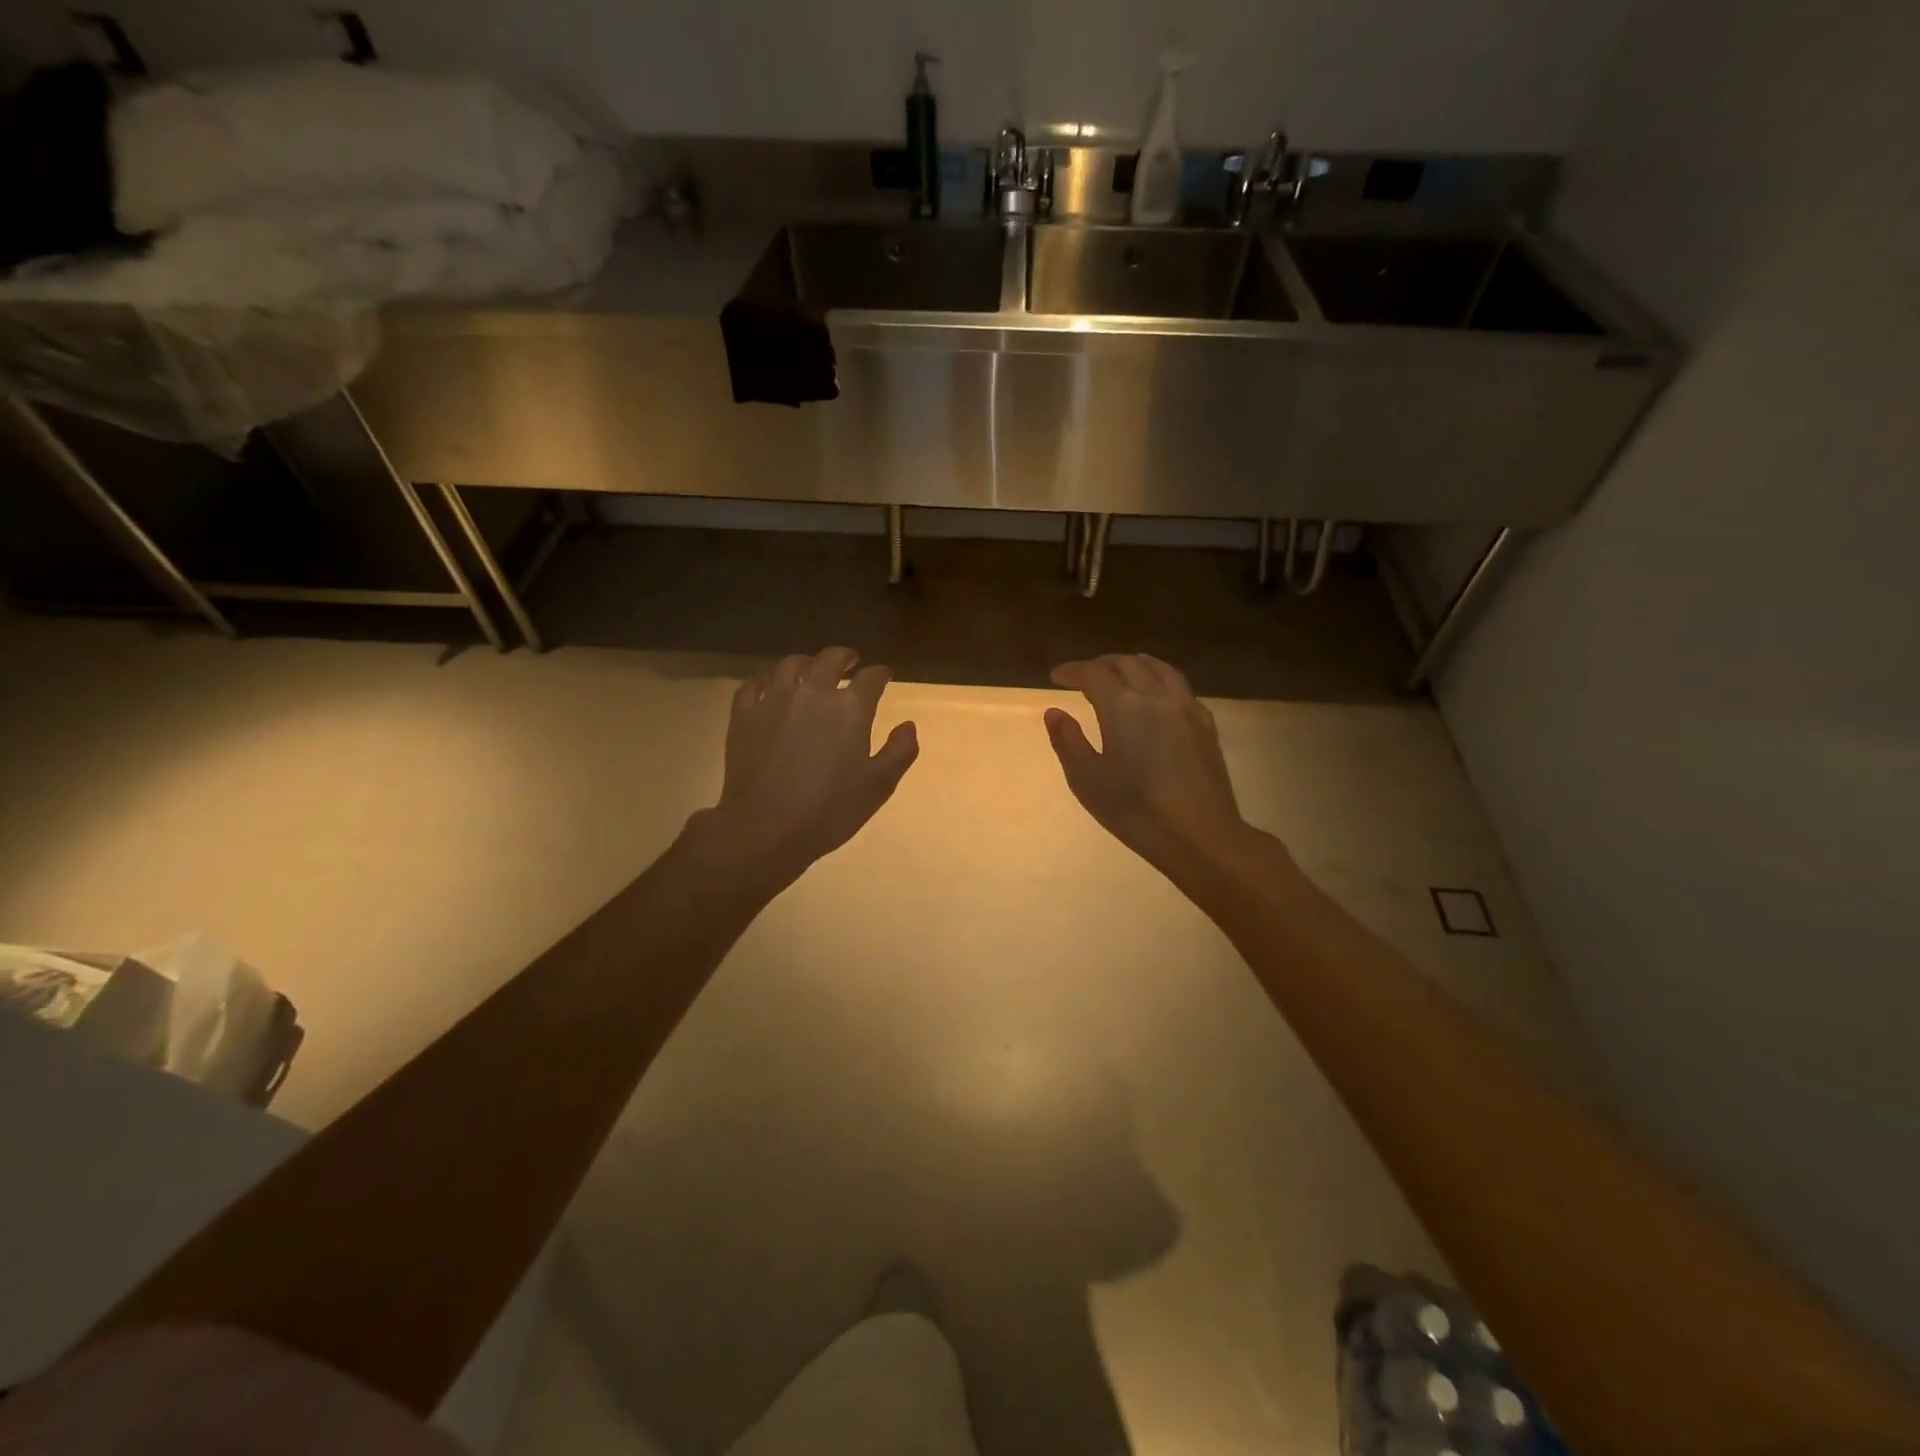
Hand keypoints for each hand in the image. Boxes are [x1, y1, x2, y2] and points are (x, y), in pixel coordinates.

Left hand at [707, 647, 918, 881]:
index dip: (880, 674)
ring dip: (806, 663)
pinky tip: (770, 688)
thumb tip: (908, 725)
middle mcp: (813, 692)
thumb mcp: (879, 786)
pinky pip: (754, 684)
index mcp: (851, 708)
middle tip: (850, 662)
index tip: (884, 676)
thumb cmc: (830, 810)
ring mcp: (774, 700)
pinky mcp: (744, 714)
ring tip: (810, 670)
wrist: (767, 827)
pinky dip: (766, 681)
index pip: (871, 677)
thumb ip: (900, 751)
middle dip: (844, 657)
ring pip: (790, 665)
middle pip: (830, 659)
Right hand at [1044, 655, 1252, 876]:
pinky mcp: (1206, 725)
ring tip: (1120, 673)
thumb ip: (1068, 741)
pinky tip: (1157, 697)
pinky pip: (1179, 686)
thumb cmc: (1134, 808)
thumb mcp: (1087, 779)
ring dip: (1133, 664)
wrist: (1199, 833)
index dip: (1072, 670)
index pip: (1093, 673)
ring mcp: (1186, 707)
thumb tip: (1054, 712)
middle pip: (1126, 664)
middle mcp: (1156, 695)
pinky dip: (1159, 679)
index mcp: (1122, 705)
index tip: (1057, 676)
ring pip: (1158, 668)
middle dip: (1101, 664)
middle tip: (1084, 675)